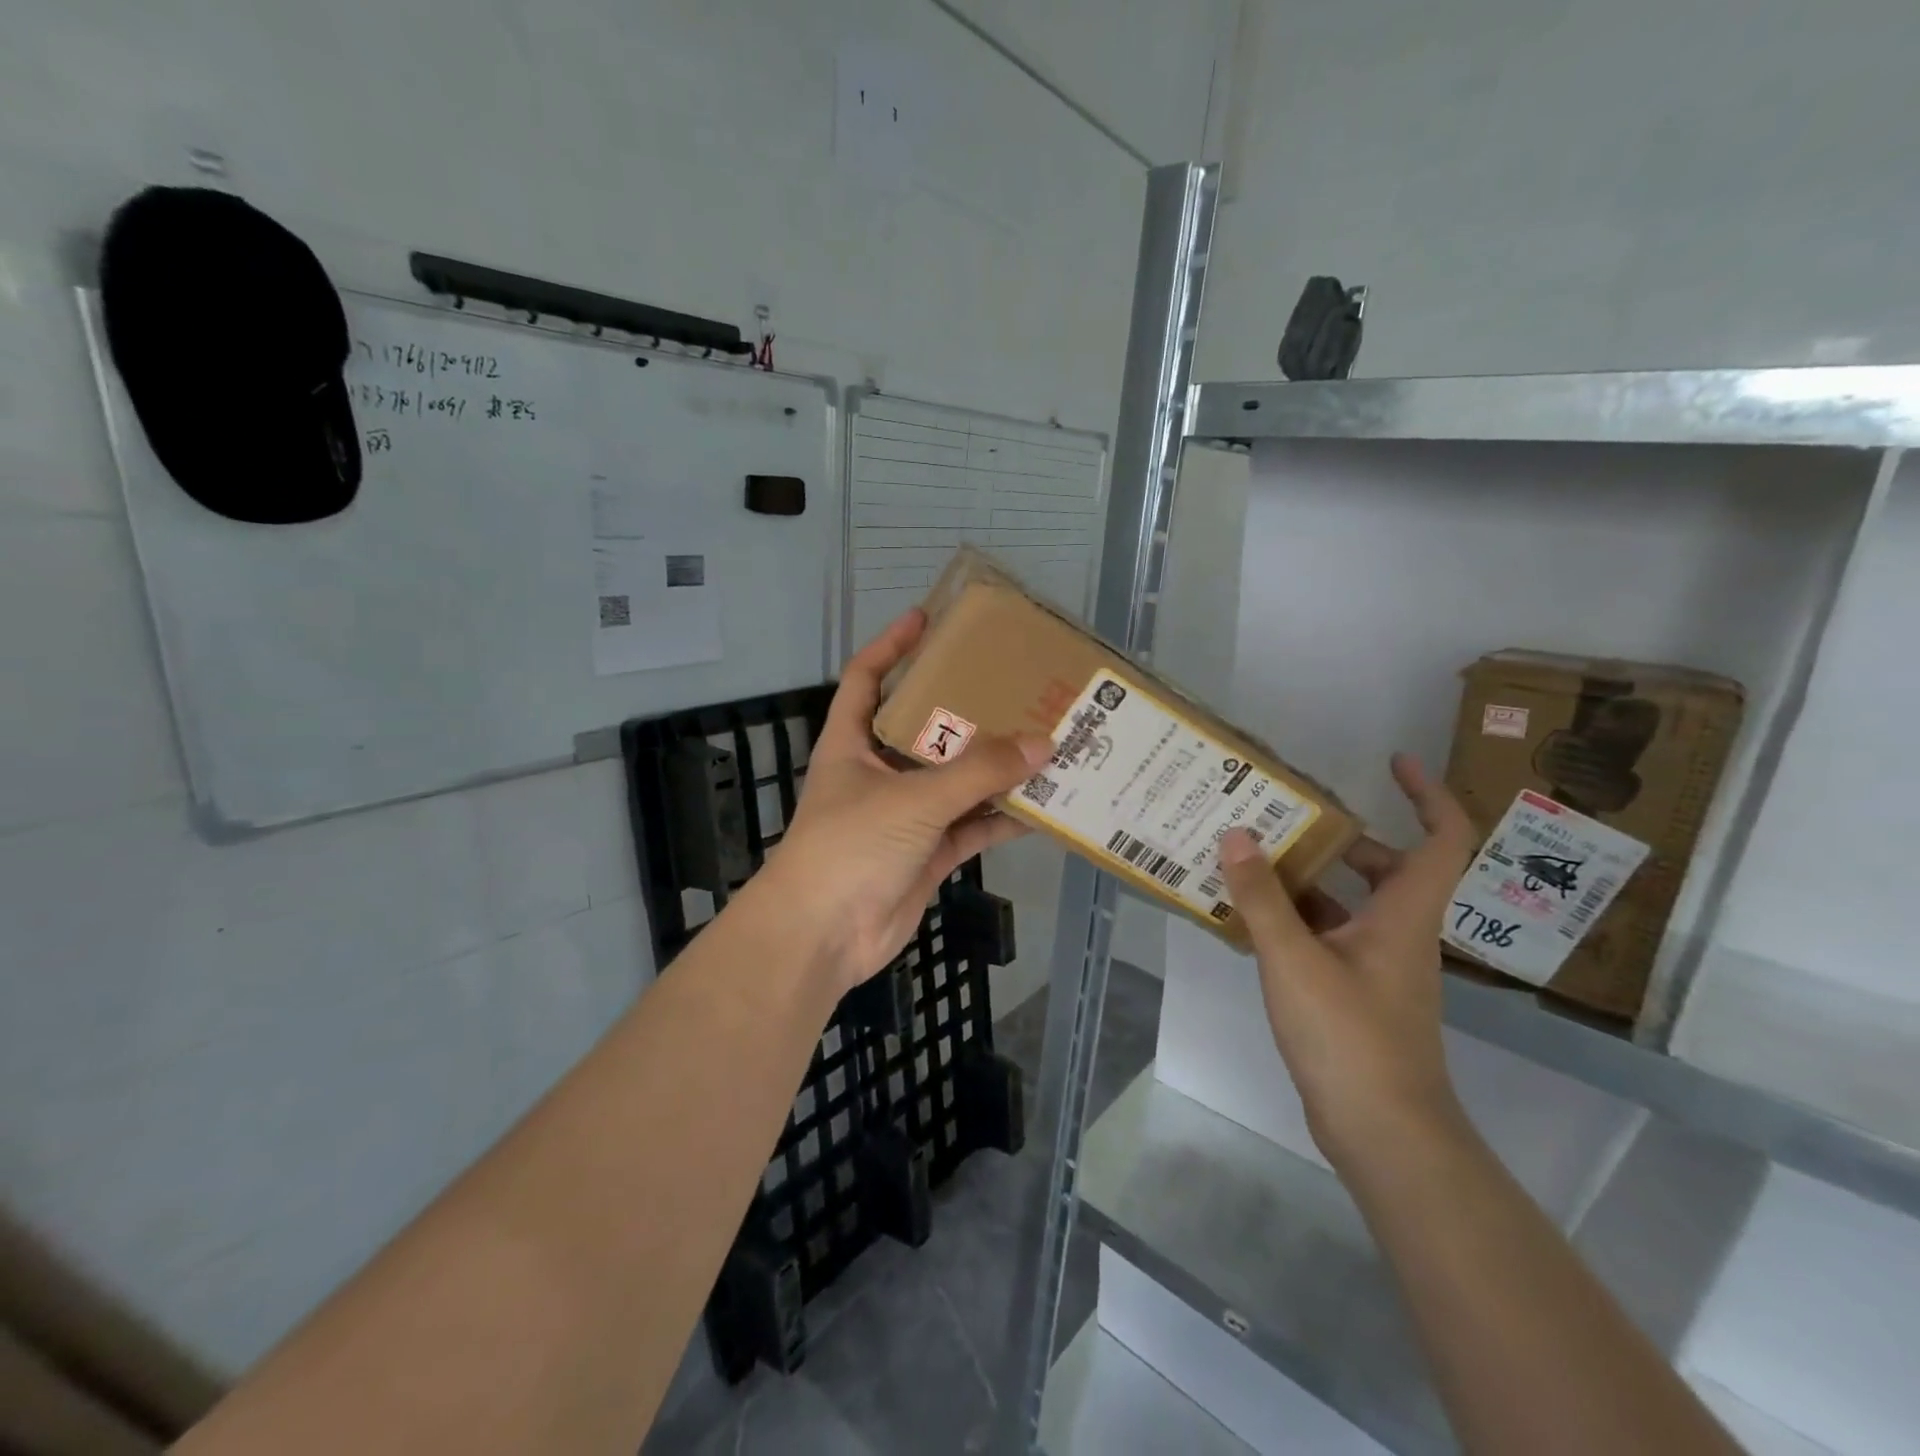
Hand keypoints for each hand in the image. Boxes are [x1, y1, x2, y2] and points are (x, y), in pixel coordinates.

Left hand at [760, 609, 1050, 994]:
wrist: (824, 936)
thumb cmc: (850, 847)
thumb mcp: (912, 799)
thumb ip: (978, 772)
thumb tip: (1044, 743)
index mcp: (852, 743)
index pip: (866, 678)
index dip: (891, 645)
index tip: (927, 618)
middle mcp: (878, 772)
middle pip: (924, 728)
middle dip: (964, 708)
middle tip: (1013, 683)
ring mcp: (905, 815)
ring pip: (957, 780)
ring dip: (995, 767)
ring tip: (1043, 739)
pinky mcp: (928, 853)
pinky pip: (972, 827)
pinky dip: (1003, 818)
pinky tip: (1043, 805)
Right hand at [1217, 753, 1477, 1165]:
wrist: (1383, 1133)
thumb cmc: (1350, 1037)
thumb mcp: (1294, 960)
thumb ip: (1262, 897)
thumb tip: (1236, 834)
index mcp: (1404, 913)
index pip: (1443, 838)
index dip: (1428, 793)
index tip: (1393, 762)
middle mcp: (1399, 931)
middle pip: (1382, 865)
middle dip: (1336, 836)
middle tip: (1282, 816)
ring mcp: (1378, 964)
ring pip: (1349, 902)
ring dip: (1307, 878)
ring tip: (1251, 859)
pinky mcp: (1355, 992)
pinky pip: (1328, 935)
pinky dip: (1295, 918)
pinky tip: (1249, 917)